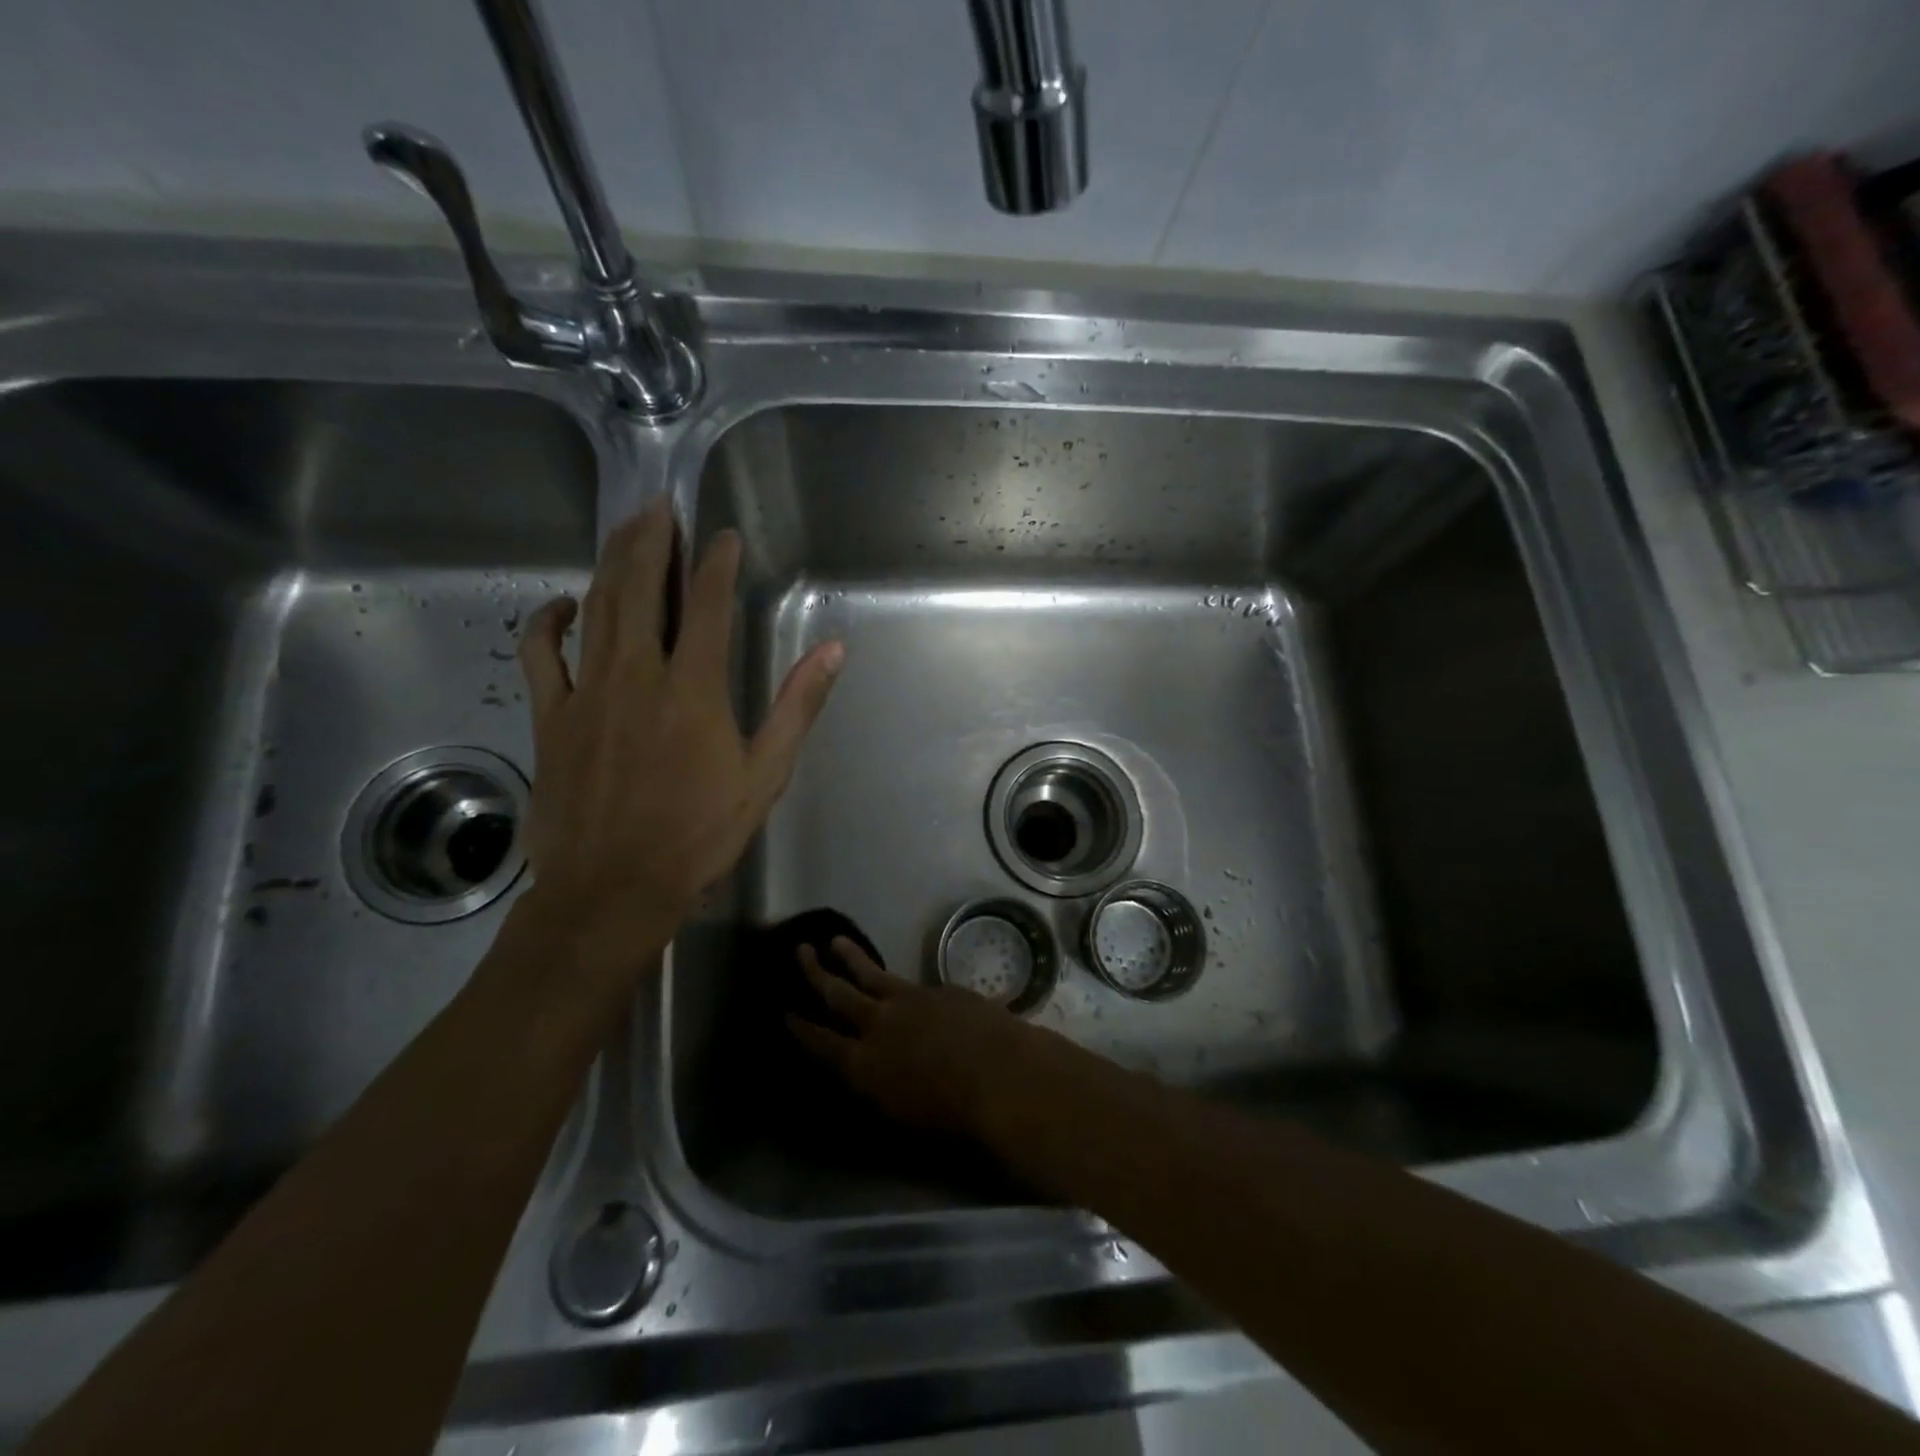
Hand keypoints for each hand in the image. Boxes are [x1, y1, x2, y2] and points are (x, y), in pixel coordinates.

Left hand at [515, 498, 843, 982]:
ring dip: (610, 563)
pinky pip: (541, 655)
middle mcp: (637, 674)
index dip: (716, 563)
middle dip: (652, 541)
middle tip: (659, 506)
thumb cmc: (699, 834)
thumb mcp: (765, 773)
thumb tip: (832, 650)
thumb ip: (797, 706)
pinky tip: (561, 605)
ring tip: (623, 530)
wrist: (614, 888)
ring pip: (595, 609)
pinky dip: (547, 623)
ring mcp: (587, 692)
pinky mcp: (551, 717)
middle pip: (640, 588)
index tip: (723, 536)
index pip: (708, 605)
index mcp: (693, 687)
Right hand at [789, 937, 1045, 1135]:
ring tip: (834, 940)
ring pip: (870, 973)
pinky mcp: (936, 989)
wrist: (1000, 1074)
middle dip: (815, 973)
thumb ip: (877, 1090)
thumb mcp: (901, 1117)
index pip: (820, 1043)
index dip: (801, 1028)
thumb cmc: (953, 1116)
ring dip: (850, 957)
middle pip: (837, 994)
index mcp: (863, 1065)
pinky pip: (906, 979)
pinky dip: (893, 976)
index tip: (785, 1012)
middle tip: (799, 950)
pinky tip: (895, 977)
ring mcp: (908, 1000)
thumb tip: (867, 1075)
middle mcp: (878, 1025)